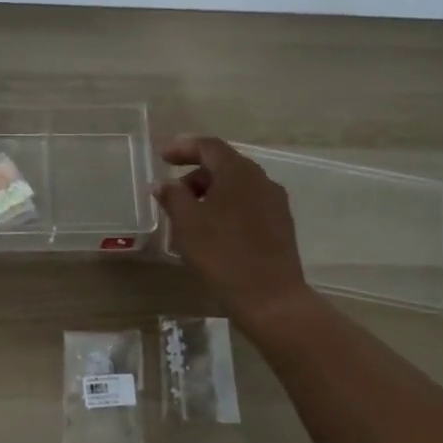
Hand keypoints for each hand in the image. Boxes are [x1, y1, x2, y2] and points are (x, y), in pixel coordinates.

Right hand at [154, 135, 314, 326]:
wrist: (269, 296)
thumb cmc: (222, 254)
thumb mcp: (187, 223)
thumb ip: (172, 197)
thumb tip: (163, 183)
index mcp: (238, 172)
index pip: (208, 146)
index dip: (183, 148)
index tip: (162, 157)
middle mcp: (261, 179)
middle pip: (224, 165)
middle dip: (195, 175)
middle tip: (173, 195)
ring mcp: (275, 202)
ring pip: (237, 186)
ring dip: (211, 193)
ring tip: (190, 216)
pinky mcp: (280, 224)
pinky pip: (248, 204)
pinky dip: (227, 207)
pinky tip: (214, 230)